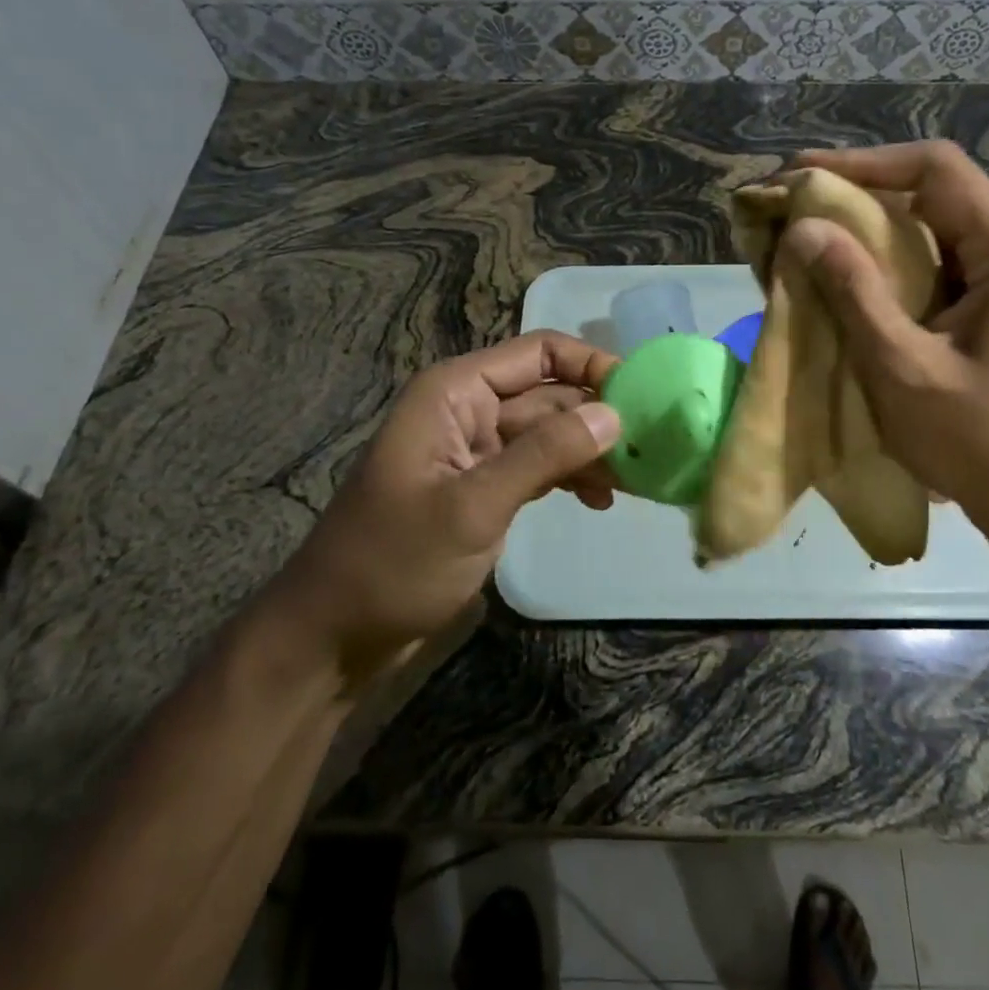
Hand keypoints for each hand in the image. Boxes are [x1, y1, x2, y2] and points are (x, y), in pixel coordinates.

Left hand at [263, 331, 619, 677]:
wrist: (333, 636)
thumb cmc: (393, 563)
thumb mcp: (473, 506)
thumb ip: (544, 455)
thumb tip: (615, 415)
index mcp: (456, 392)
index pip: (540, 353)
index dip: (592, 367)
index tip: (641, 399)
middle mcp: (469, 409)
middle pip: (551, 394)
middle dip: (599, 416)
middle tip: (655, 448)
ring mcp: (478, 451)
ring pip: (550, 433)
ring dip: (591, 451)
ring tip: (637, 480)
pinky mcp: (485, 488)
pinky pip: (539, 467)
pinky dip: (570, 477)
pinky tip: (602, 500)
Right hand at [783, 143, 988, 546]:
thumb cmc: (978, 441)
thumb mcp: (903, 367)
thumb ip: (854, 292)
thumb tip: (804, 228)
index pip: (936, 169)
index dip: (864, 162)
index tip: (801, 176)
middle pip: (931, 190)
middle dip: (856, 192)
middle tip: (790, 205)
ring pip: (927, 226)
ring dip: (865, 227)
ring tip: (803, 234)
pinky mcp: (988, 305)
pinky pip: (930, 262)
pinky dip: (882, 262)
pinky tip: (840, 275)